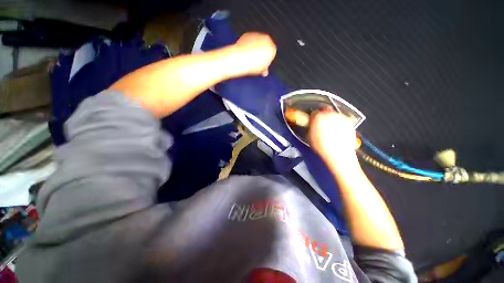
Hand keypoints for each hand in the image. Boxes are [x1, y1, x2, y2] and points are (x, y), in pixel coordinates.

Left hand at [231, 32, 276, 76]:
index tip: (262, 65)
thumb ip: (265, 69)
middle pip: (265, 46)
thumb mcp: (261, 70)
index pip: (271, 54)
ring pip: (258, 42)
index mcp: (272, 48)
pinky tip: (245, 52)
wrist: (240, 59)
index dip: (266, 60)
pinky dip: (248, 45)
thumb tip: (265, 71)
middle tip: (256, 61)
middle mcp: (266, 39)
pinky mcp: (248, 34)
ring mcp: (257, 35)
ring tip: (249, 57)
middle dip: (262, 52)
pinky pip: (250, 40)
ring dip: (255, 48)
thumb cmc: (252, 66)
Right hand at [309, 110, 359, 170]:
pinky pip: (342, 119)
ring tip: (330, 128)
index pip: (314, 112)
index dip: (313, 118)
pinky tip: (338, 132)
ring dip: (331, 118)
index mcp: (318, 116)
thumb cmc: (320, 146)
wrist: (338, 154)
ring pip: (334, 114)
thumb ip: (310, 127)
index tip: (312, 122)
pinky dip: (339, 123)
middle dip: (323, 115)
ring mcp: (341, 117)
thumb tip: (311, 124)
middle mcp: (330, 113)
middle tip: (321, 123)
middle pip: (325, 110)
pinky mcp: (349, 122)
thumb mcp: (309, 137)